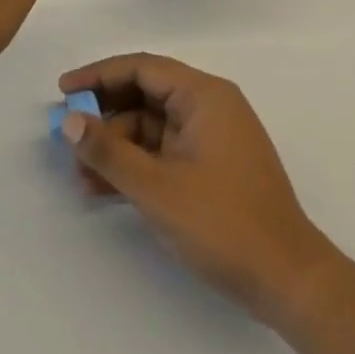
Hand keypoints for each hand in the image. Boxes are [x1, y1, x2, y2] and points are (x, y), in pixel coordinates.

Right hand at [58, 53, 339, 330]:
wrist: (290, 284)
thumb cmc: (224, 223)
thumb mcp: (156, 188)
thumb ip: (108, 151)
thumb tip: (69, 121)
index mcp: (204, 96)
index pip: (141, 68)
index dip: (98, 76)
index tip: (64, 90)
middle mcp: (209, 108)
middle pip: (143, 96)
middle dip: (103, 117)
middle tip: (69, 136)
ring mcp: (211, 140)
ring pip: (149, 128)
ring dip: (115, 148)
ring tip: (80, 175)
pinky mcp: (211, 169)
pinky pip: (162, 153)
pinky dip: (134, 166)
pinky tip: (104, 189)